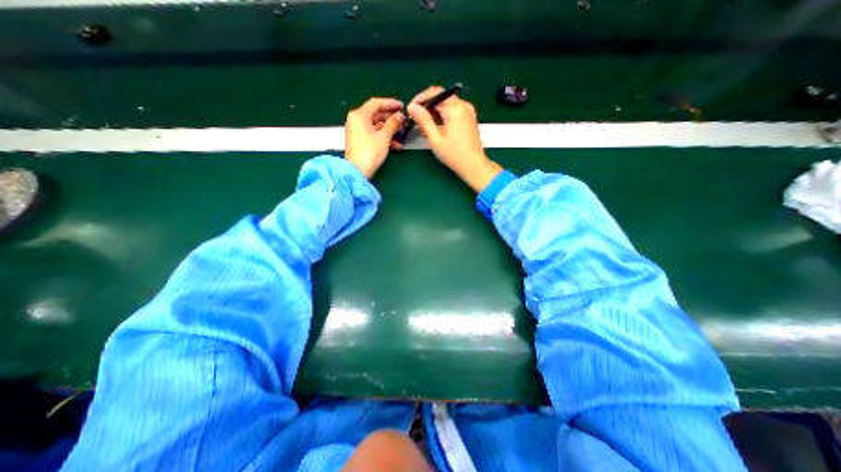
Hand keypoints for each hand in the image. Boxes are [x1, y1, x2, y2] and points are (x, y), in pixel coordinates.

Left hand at [342, 98, 405, 178]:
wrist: (357, 172)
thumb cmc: (369, 153)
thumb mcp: (384, 137)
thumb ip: (393, 124)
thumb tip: (400, 115)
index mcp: (359, 115)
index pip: (376, 103)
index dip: (390, 103)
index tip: (402, 106)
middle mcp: (356, 120)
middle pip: (376, 115)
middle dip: (392, 119)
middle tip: (404, 122)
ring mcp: (358, 131)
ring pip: (377, 126)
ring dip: (390, 130)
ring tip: (402, 135)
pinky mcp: (360, 141)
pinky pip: (374, 134)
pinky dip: (384, 137)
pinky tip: (396, 145)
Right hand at [406, 87, 496, 191]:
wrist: (473, 165)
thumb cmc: (453, 154)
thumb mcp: (435, 138)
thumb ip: (423, 120)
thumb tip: (412, 107)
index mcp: (455, 108)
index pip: (434, 93)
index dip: (420, 99)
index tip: (411, 109)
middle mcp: (463, 105)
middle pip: (441, 97)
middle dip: (427, 105)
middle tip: (416, 118)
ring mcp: (468, 111)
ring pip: (447, 103)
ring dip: (434, 111)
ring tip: (424, 126)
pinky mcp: (469, 118)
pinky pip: (453, 110)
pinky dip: (443, 115)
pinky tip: (436, 127)